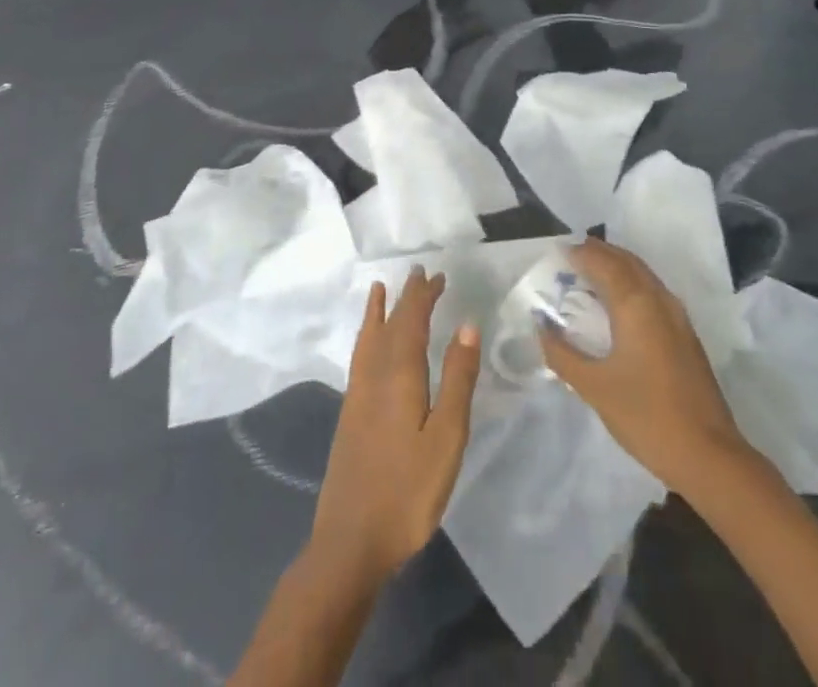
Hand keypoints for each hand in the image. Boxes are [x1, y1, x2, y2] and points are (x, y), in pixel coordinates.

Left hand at [311, 268, 480, 584]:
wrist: (350, 543)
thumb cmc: (407, 491)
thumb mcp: (446, 437)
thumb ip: (457, 379)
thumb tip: (467, 324)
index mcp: (400, 375)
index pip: (411, 321)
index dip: (423, 296)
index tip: (436, 275)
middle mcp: (374, 375)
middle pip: (390, 325)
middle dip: (406, 298)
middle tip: (420, 274)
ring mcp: (357, 395)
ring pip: (369, 339)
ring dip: (379, 312)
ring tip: (380, 290)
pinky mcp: (350, 415)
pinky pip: (359, 357)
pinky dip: (365, 336)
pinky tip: (368, 345)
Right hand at [541, 238, 752, 495]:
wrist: (708, 455)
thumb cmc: (645, 416)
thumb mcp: (594, 387)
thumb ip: (563, 354)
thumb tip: (542, 327)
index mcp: (636, 303)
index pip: (604, 262)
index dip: (581, 253)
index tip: (558, 252)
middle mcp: (659, 299)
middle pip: (627, 261)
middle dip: (600, 253)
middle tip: (572, 256)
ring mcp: (677, 316)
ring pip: (643, 275)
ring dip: (618, 267)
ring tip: (591, 275)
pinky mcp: (685, 334)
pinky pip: (653, 292)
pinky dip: (632, 285)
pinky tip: (618, 306)